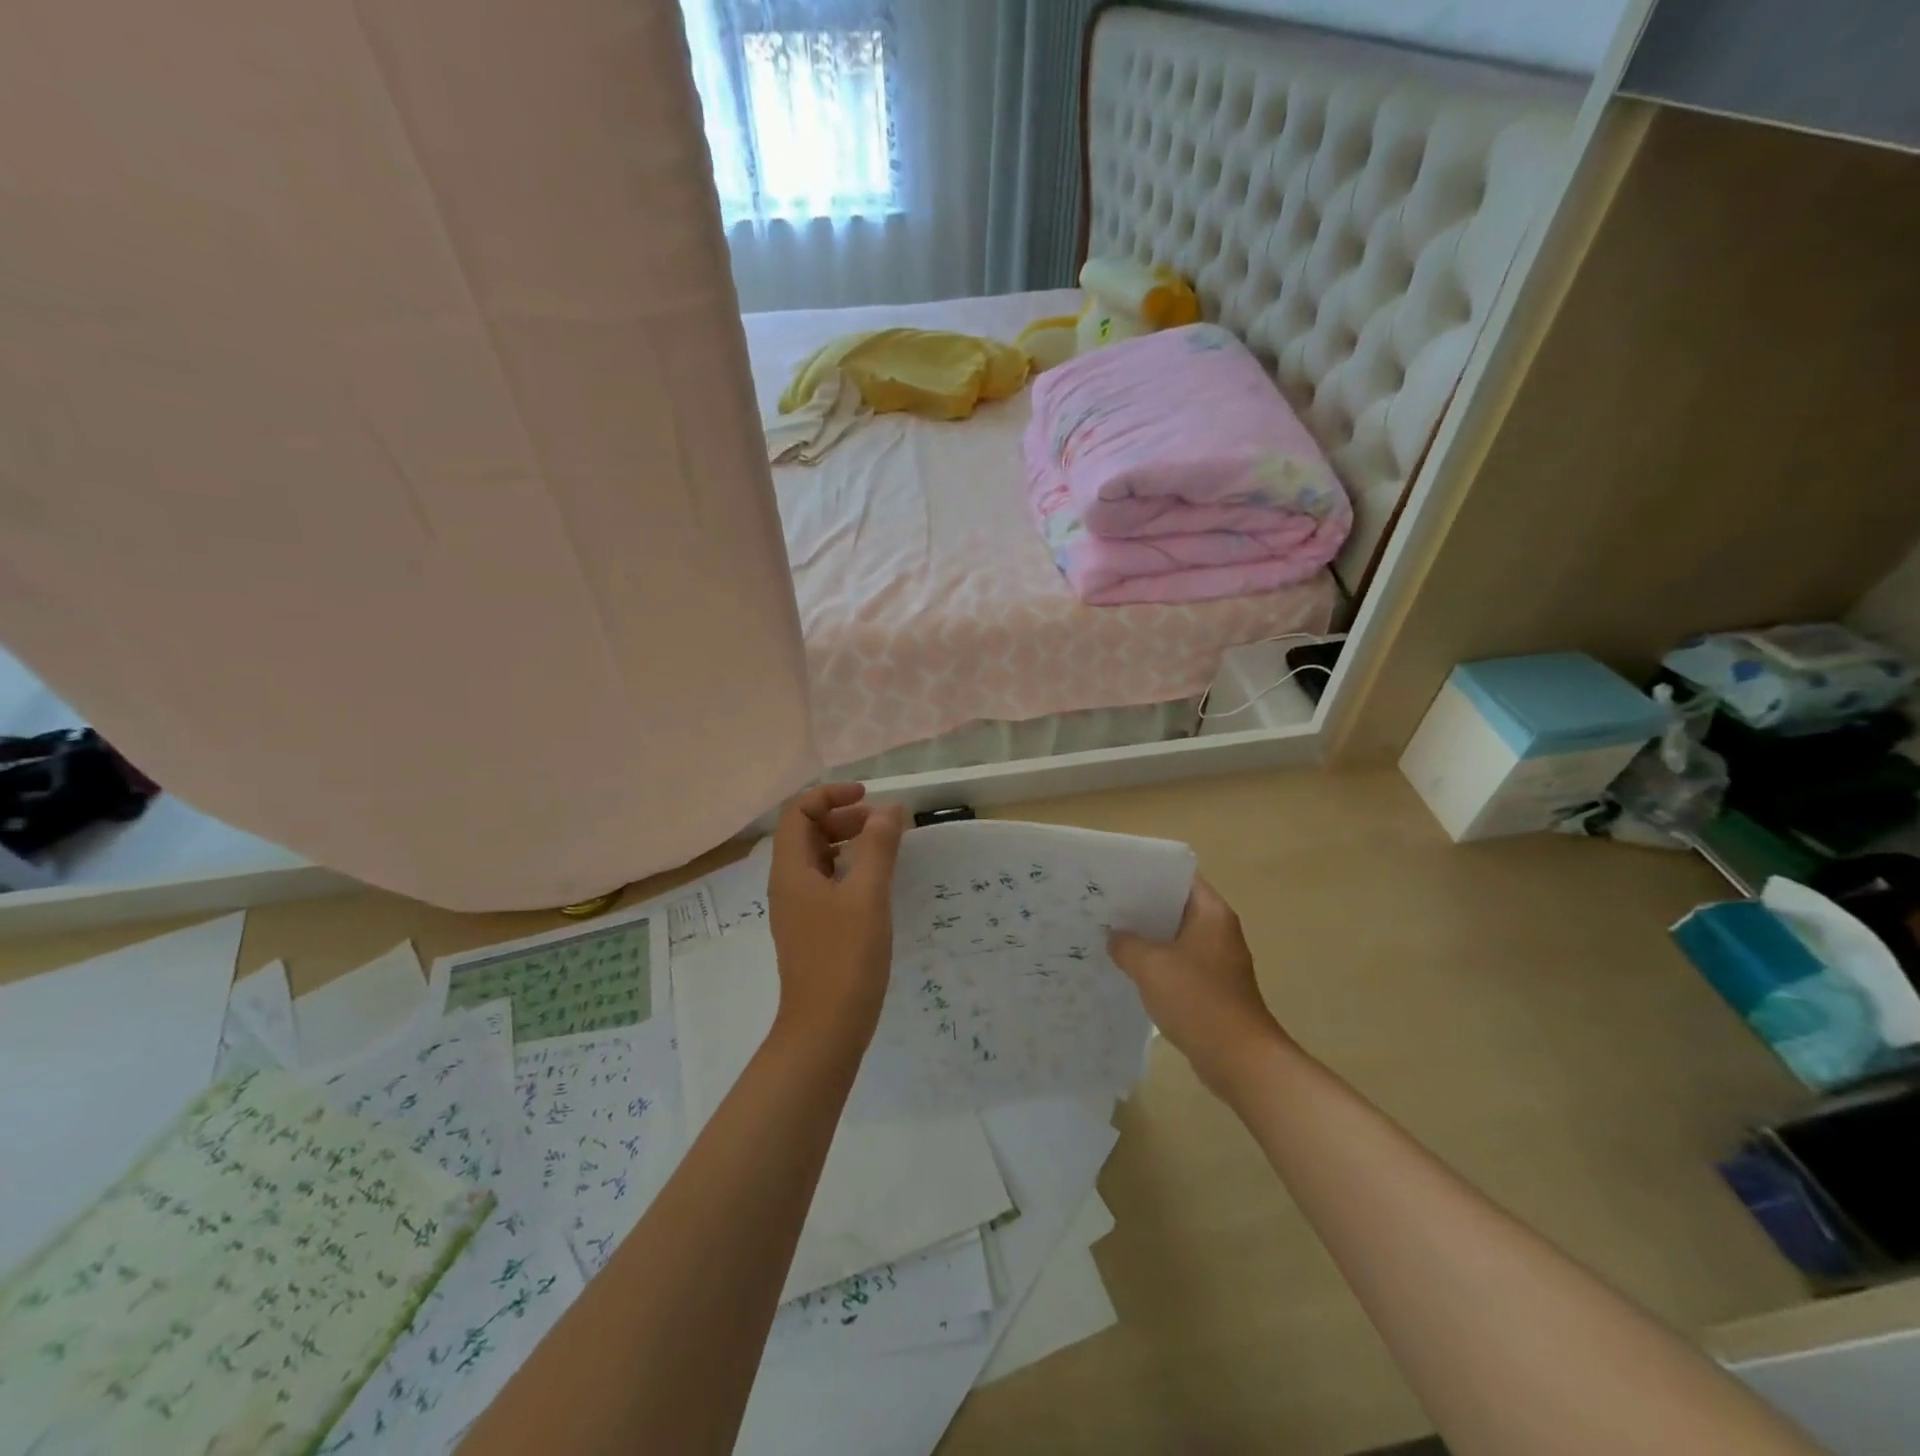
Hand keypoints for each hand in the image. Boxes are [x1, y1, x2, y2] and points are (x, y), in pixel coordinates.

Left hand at [767, 783, 905, 1042]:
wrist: (825, 1028)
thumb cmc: (845, 957)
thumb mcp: (867, 895)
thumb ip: (878, 846)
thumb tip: (888, 809)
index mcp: (791, 870)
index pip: (798, 813)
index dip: (830, 796)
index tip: (868, 797)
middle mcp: (787, 884)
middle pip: (806, 832)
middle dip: (843, 817)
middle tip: (882, 824)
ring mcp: (797, 909)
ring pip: (817, 859)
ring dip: (847, 843)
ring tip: (884, 849)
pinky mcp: (811, 929)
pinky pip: (825, 883)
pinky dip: (849, 870)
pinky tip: (875, 884)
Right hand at [1108, 878, 1289, 1101]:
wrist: (1239, 1060)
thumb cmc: (1198, 1000)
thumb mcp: (1151, 966)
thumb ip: (1126, 944)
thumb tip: (1114, 937)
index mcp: (1211, 913)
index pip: (1178, 877)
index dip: (1146, 874)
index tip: (1114, 877)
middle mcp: (1218, 930)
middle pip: (1174, 907)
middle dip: (1140, 908)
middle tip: (1102, 906)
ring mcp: (1216, 961)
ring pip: (1174, 938)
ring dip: (1146, 939)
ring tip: (1107, 935)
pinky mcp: (1211, 988)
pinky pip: (1177, 965)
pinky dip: (1155, 965)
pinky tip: (1127, 971)